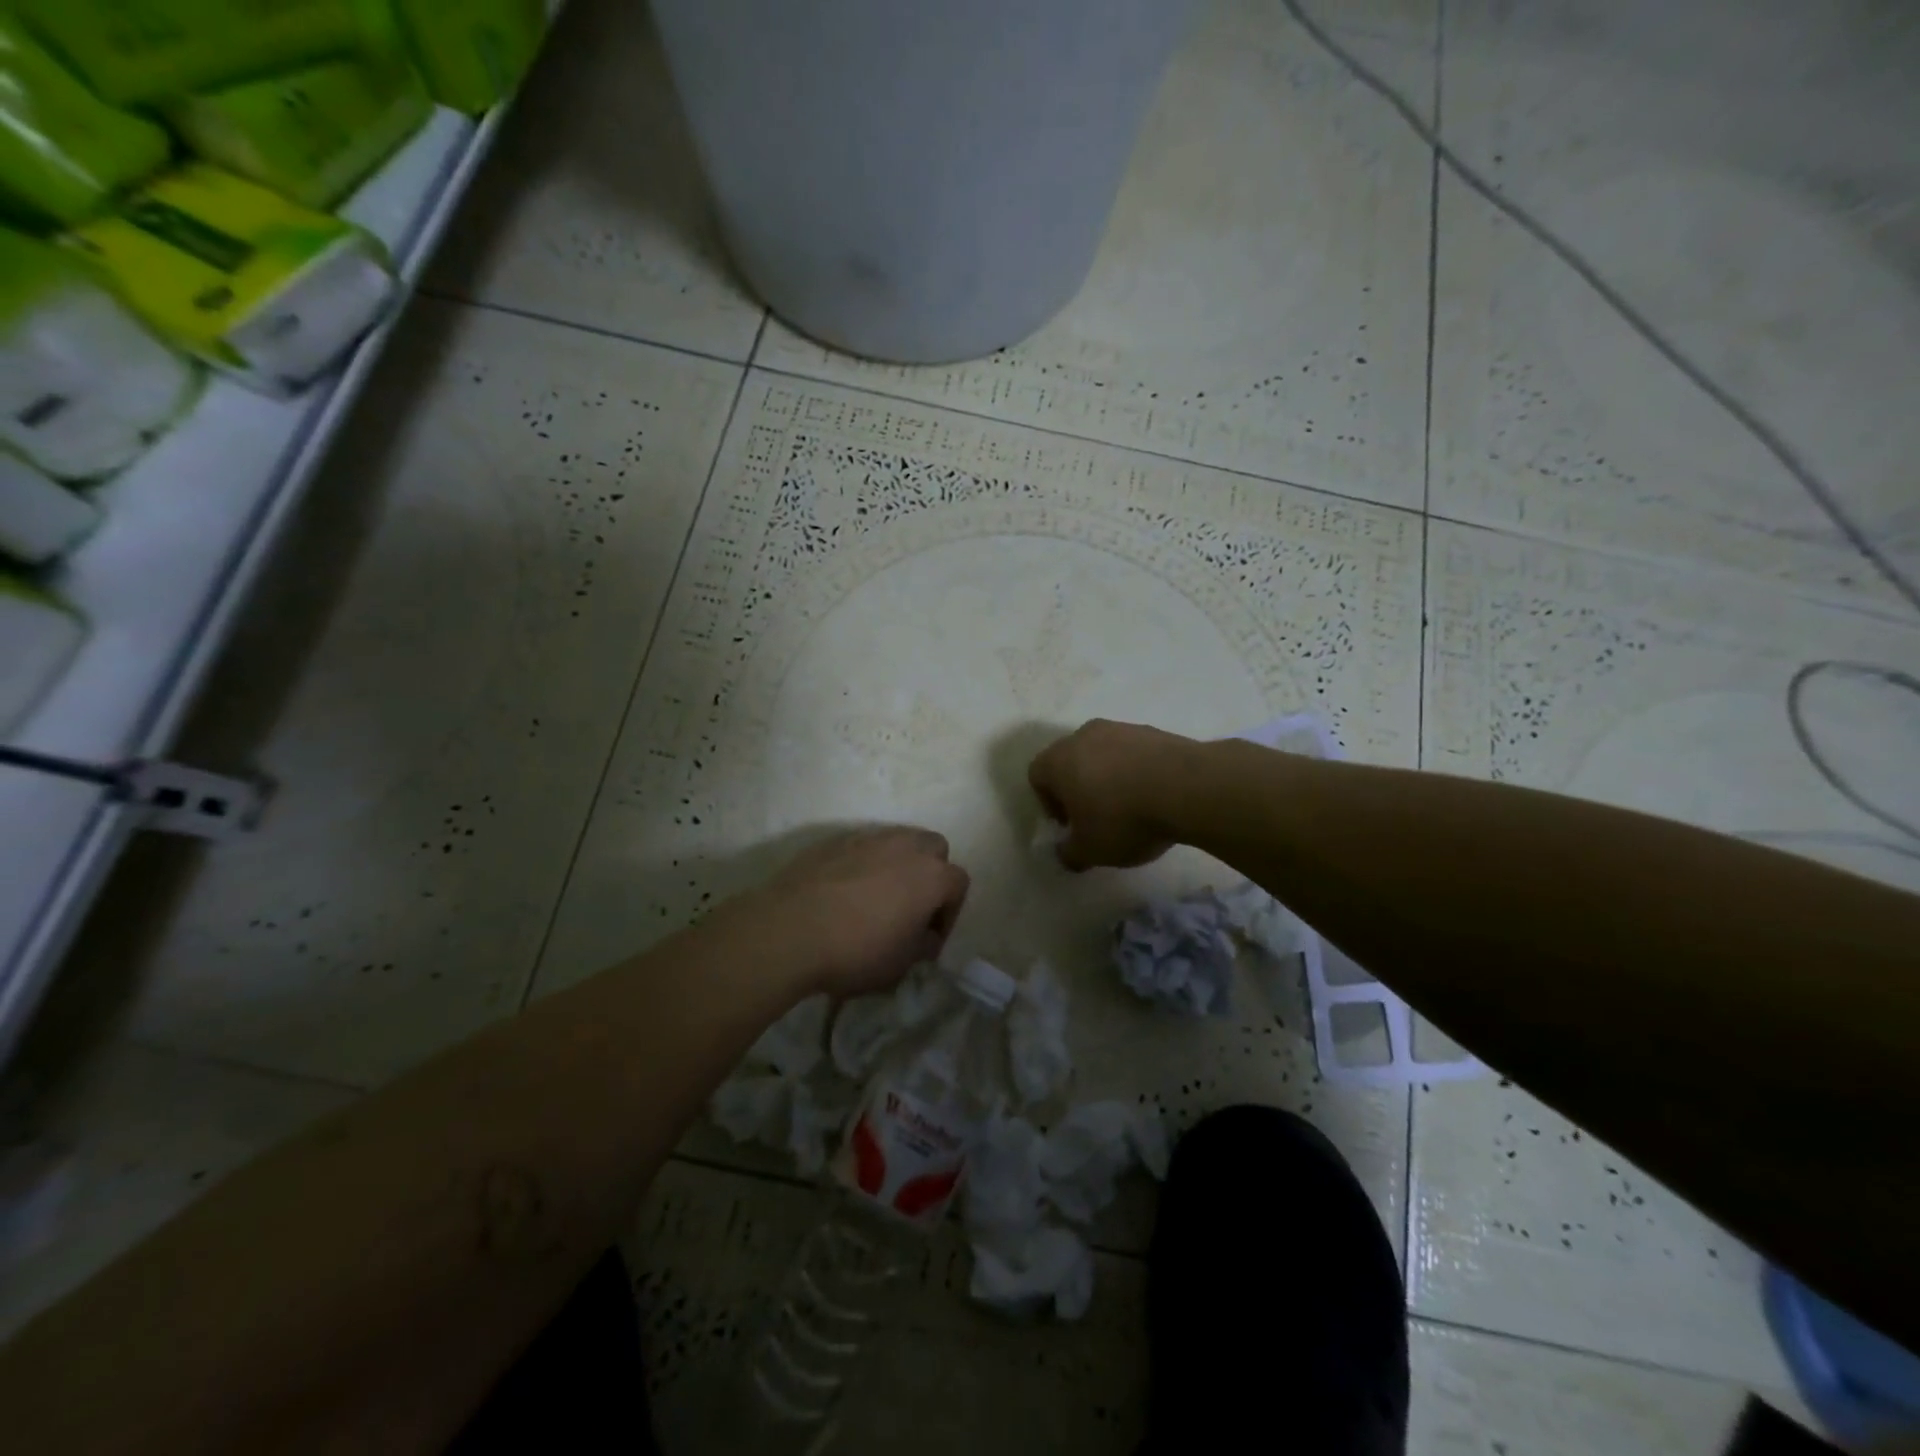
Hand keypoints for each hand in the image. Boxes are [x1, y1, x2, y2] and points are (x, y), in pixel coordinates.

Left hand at [759, 827, 970, 997]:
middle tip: (911, 907)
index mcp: (931, 875)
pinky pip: (862, 847)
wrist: (789, 930)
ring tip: (877, 897)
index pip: (959, 884)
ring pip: (897, 841)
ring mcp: (868, 837)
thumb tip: (923, 936)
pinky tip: (844, 892)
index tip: (930, 938)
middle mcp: (905, 846)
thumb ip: (922, 945)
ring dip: (897, 865)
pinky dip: (863, 863)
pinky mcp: (834, 840)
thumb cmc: (856, 951)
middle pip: (933, 848)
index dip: (950, 913)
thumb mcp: (900, 964)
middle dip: (930, 874)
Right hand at [1028, 719, 1198, 870]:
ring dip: (1108, 777)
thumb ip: (1069, 853)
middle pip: (1070, 760)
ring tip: (1130, 806)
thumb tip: (1065, 851)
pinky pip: (1133, 752)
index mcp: (1058, 760)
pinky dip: (1136, 771)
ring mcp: (1121, 728)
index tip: (1070, 825)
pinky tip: (1154, 795)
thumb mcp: (1090, 850)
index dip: (1049, 803)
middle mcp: (1084, 736)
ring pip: (1103, 753)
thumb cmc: (1123, 819)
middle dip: (1078, 787)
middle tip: (1096, 817)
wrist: (1188, 787)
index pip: (1037, 775)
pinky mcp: (1153, 730)